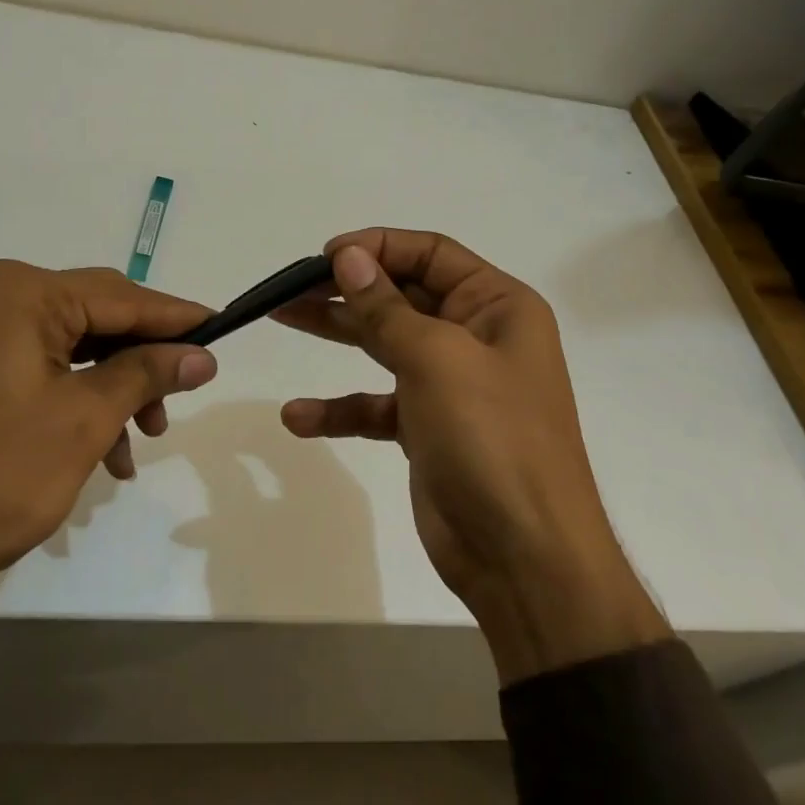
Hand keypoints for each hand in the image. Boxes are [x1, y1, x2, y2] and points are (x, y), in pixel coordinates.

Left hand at [0, 261, 216, 707]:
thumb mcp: (83, 420)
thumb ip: (146, 374)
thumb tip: (201, 354)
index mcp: (23, 293)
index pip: (123, 296)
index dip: (177, 318)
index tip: (223, 330)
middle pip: (99, 319)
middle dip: (143, 362)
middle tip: (179, 403)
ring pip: (75, 350)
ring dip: (114, 391)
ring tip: (137, 444)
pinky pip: (44, 373)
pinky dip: (78, 405)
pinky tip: (101, 453)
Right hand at [275, 228, 666, 682]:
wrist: (524, 558)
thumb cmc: (491, 438)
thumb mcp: (435, 359)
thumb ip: (385, 307)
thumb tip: (348, 255)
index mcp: (497, 306)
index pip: (431, 254)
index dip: (378, 247)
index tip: (325, 256)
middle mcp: (477, 337)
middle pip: (403, 295)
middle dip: (347, 288)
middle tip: (290, 287)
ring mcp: (452, 385)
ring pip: (385, 343)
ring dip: (336, 332)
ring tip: (280, 318)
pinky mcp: (427, 429)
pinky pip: (377, 404)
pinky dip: (341, 407)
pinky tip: (298, 416)